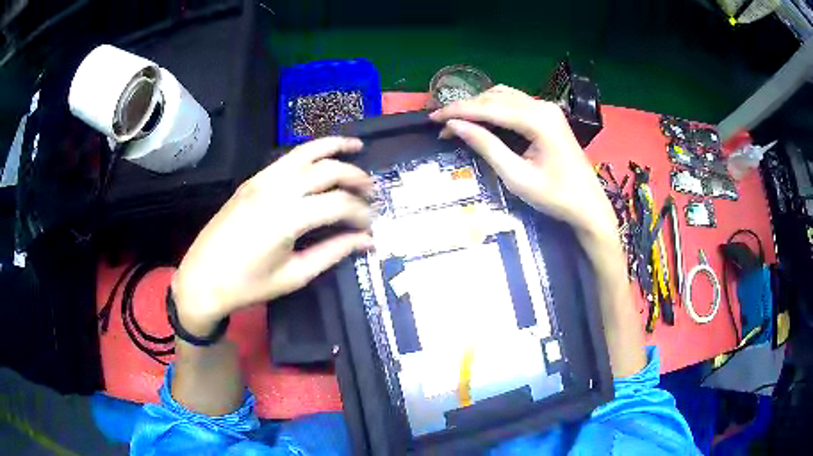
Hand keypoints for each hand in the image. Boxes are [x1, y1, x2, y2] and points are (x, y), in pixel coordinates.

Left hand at [172, 137, 372, 335]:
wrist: (202, 278)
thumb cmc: (248, 285)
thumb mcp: (294, 276)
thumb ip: (333, 253)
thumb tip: (366, 241)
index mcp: (287, 218)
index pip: (338, 204)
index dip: (361, 214)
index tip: (371, 227)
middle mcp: (277, 189)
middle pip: (327, 170)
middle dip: (356, 177)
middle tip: (371, 192)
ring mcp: (262, 180)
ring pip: (307, 152)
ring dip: (335, 148)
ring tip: (357, 147)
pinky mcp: (252, 180)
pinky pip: (287, 157)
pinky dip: (310, 152)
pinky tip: (322, 157)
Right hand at [430, 85, 616, 243]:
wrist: (588, 206)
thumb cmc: (555, 197)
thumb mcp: (516, 176)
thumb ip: (486, 146)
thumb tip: (455, 126)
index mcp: (537, 120)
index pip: (489, 107)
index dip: (458, 111)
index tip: (433, 118)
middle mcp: (542, 106)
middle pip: (495, 97)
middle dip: (465, 108)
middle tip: (441, 124)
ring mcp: (547, 109)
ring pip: (504, 97)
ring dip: (479, 106)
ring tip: (457, 122)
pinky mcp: (548, 115)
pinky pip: (515, 103)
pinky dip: (494, 108)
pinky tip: (481, 119)